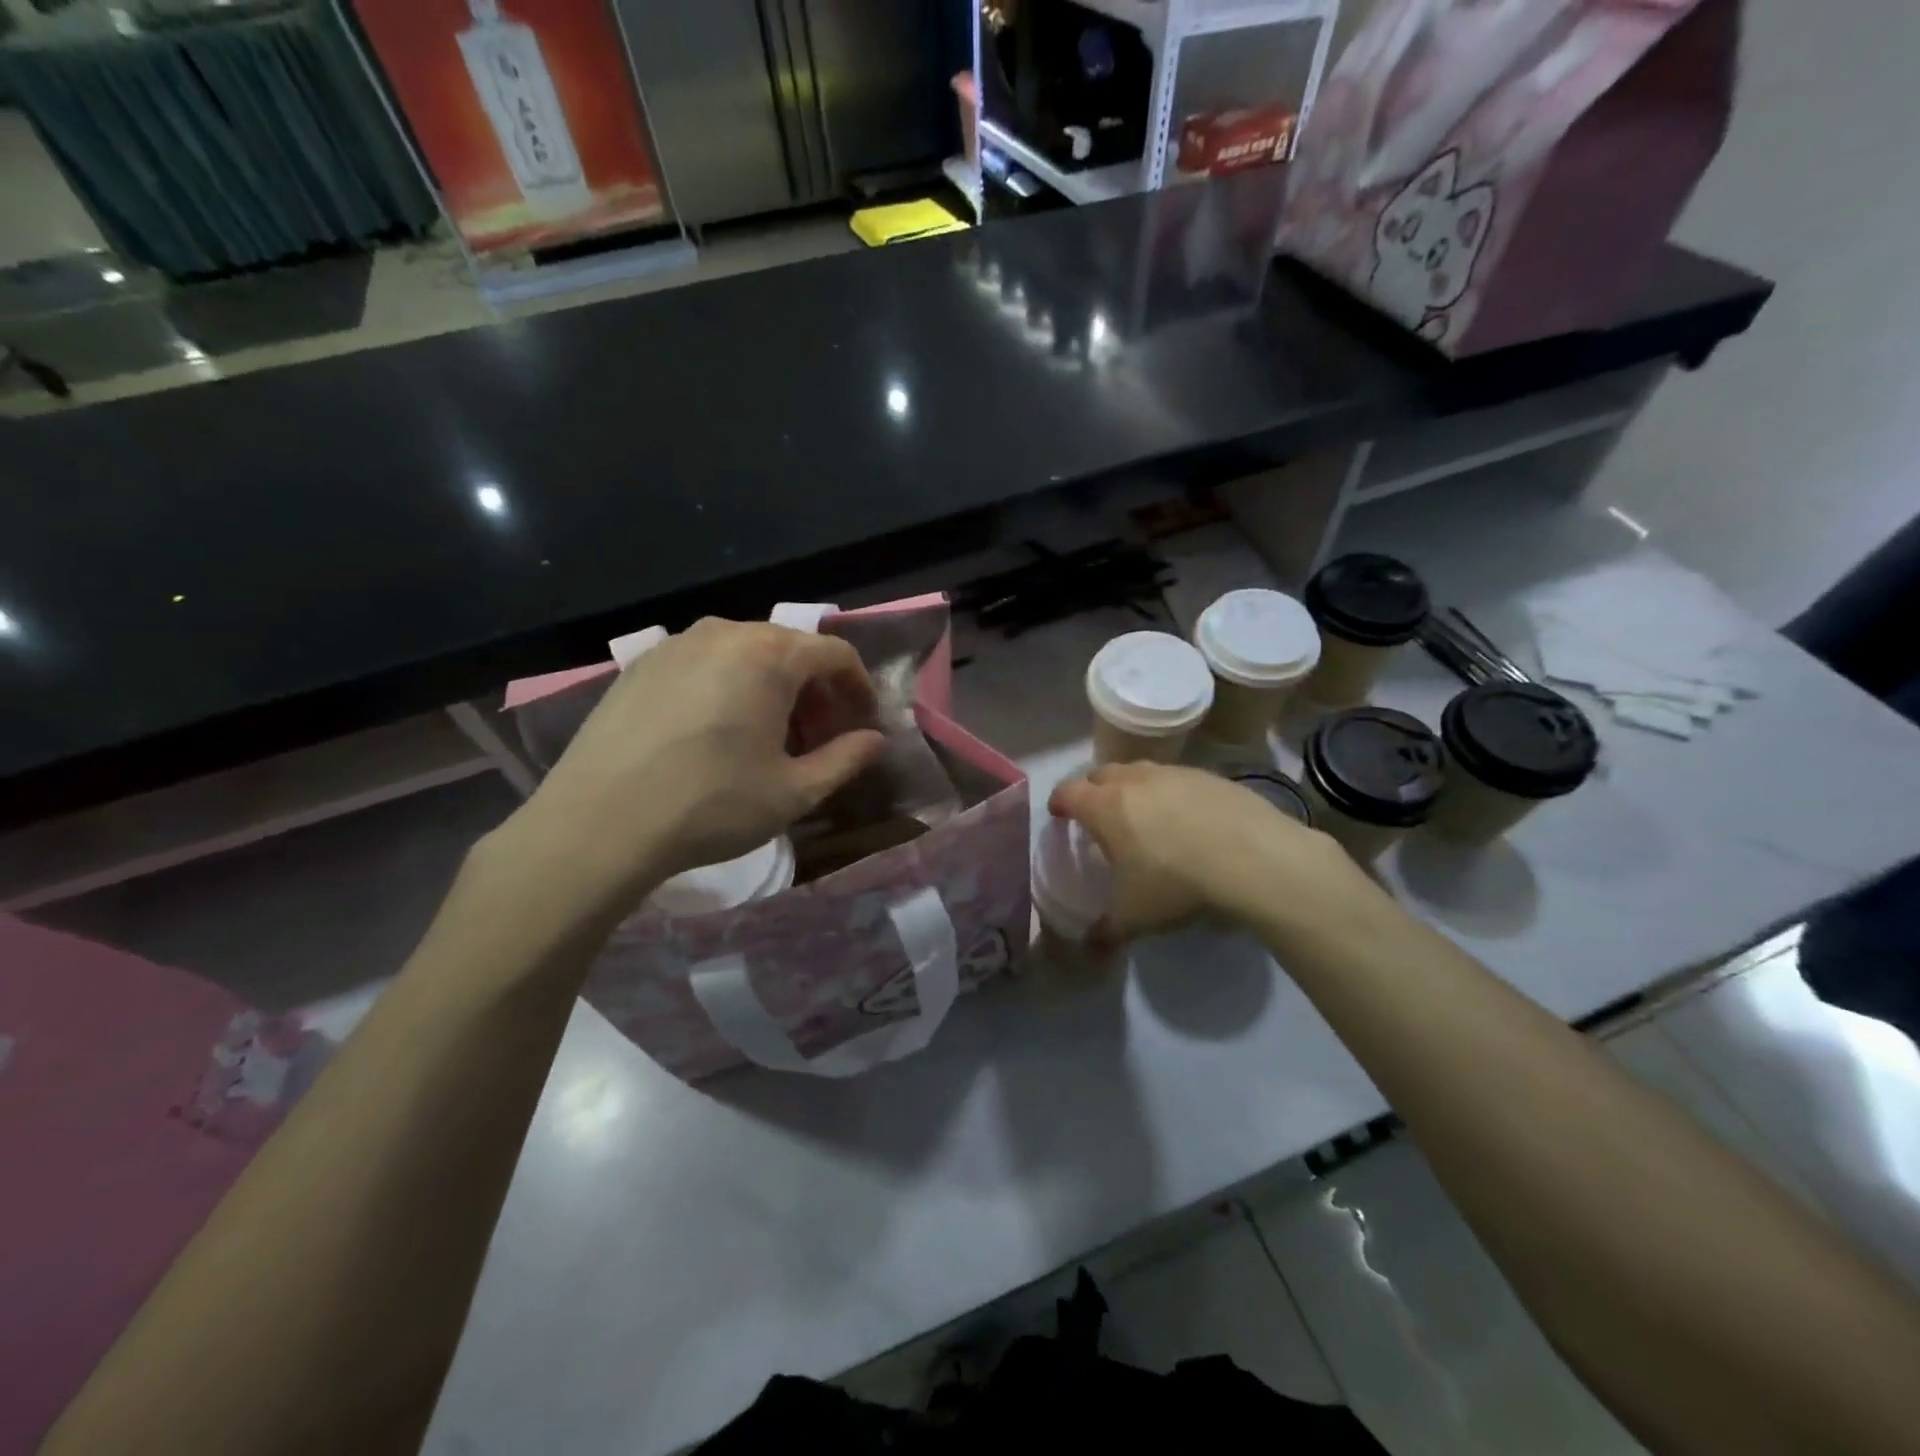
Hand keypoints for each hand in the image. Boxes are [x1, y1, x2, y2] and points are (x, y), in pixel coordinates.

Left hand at [494, 619, 885, 919]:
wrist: (599, 823)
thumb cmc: (712, 805)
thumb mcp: (794, 791)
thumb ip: (845, 759)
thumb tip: (874, 741)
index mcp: (769, 655)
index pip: (835, 653)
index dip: (858, 687)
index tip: (862, 723)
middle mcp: (725, 632)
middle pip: (791, 649)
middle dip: (816, 690)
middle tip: (818, 737)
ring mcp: (676, 644)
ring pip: (746, 654)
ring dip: (773, 688)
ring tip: (768, 736)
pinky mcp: (641, 665)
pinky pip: (705, 663)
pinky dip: (729, 686)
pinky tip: (717, 732)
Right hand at [1049, 763, 1381, 942]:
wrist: (1252, 858)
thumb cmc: (1176, 883)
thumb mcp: (1134, 918)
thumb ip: (1105, 932)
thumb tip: (1089, 949)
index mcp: (1105, 806)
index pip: (1067, 792)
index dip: (1059, 803)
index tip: (1059, 815)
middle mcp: (1134, 780)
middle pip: (1101, 774)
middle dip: (1093, 791)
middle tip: (1099, 815)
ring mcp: (1174, 773)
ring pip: (1140, 772)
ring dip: (1133, 788)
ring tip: (1143, 815)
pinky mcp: (1209, 776)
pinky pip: (1178, 779)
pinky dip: (1171, 794)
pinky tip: (1187, 820)